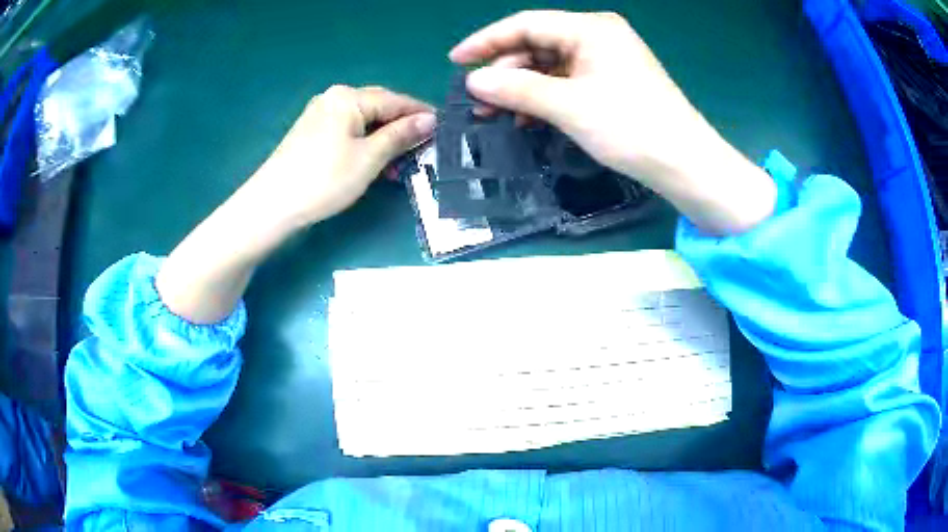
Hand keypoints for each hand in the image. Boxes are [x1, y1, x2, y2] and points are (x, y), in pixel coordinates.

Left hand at [245, 85, 434, 229]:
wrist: (272, 205)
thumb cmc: (324, 179)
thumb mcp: (369, 158)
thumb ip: (400, 135)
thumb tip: (430, 119)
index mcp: (349, 97)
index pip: (396, 100)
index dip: (421, 115)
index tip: (445, 129)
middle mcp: (334, 98)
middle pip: (379, 107)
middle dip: (402, 127)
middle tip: (424, 149)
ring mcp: (320, 114)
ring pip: (364, 121)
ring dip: (384, 139)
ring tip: (401, 164)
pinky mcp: (312, 132)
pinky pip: (348, 130)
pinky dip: (365, 144)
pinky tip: (374, 162)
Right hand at [450, 11, 774, 234]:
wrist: (685, 164)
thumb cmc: (631, 128)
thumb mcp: (569, 106)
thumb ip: (518, 89)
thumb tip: (474, 80)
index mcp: (590, 29)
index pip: (526, 24)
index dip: (486, 41)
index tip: (456, 61)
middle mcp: (597, 37)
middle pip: (537, 45)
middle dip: (505, 71)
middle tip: (478, 100)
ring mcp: (606, 60)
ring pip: (550, 66)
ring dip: (522, 88)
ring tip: (496, 113)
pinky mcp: (611, 83)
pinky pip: (567, 83)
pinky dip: (545, 98)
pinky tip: (527, 119)